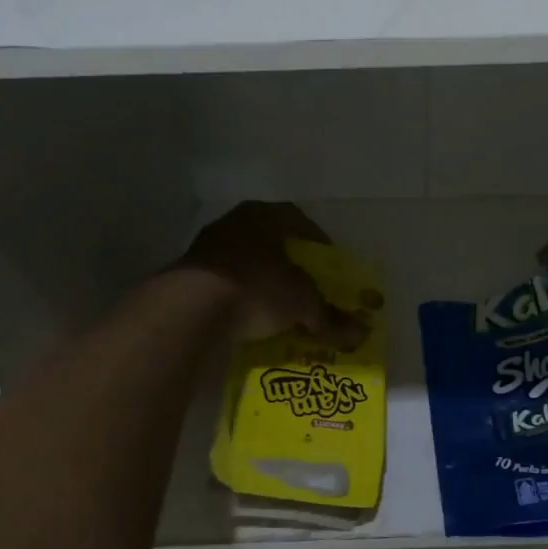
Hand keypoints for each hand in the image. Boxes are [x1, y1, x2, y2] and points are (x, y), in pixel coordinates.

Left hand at [177, 201, 366, 347]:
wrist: (189, 309)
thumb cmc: (256, 287)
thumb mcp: (301, 302)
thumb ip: (329, 316)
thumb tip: (361, 333)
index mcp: (264, 215)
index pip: (297, 220)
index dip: (316, 242)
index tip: (327, 263)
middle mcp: (234, 223)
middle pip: (270, 241)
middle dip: (289, 264)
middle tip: (305, 286)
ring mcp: (206, 248)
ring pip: (244, 262)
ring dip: (261, 281)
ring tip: (277, 307)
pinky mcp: (186, 276)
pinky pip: (223, 284)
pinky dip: (238, 298)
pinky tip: (248, 319)